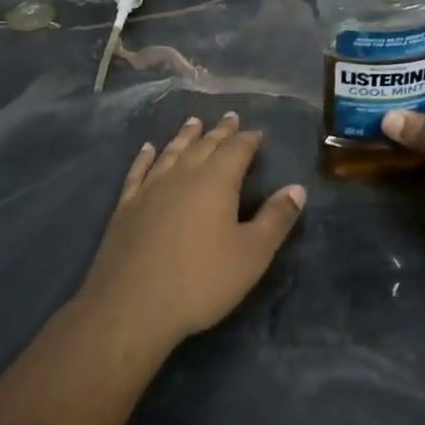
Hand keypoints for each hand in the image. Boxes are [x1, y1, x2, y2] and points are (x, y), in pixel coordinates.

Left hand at [78, 113, 306, 347]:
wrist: (131, 306)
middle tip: (229, 118)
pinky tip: (148, 149)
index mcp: (216, 182)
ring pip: (171, 152)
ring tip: (193, 122)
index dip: (248, 140)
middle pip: (204, 145)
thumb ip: (276, 219)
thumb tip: (297, 188)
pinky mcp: (126, 207)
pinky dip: (146, 157)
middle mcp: (182, 176)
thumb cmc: (200, 281)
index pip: (236, 150)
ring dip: (185, 136)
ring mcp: (150, 189)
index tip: (257, 132)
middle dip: (220, 132)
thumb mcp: (252, 254)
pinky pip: (138, 172)